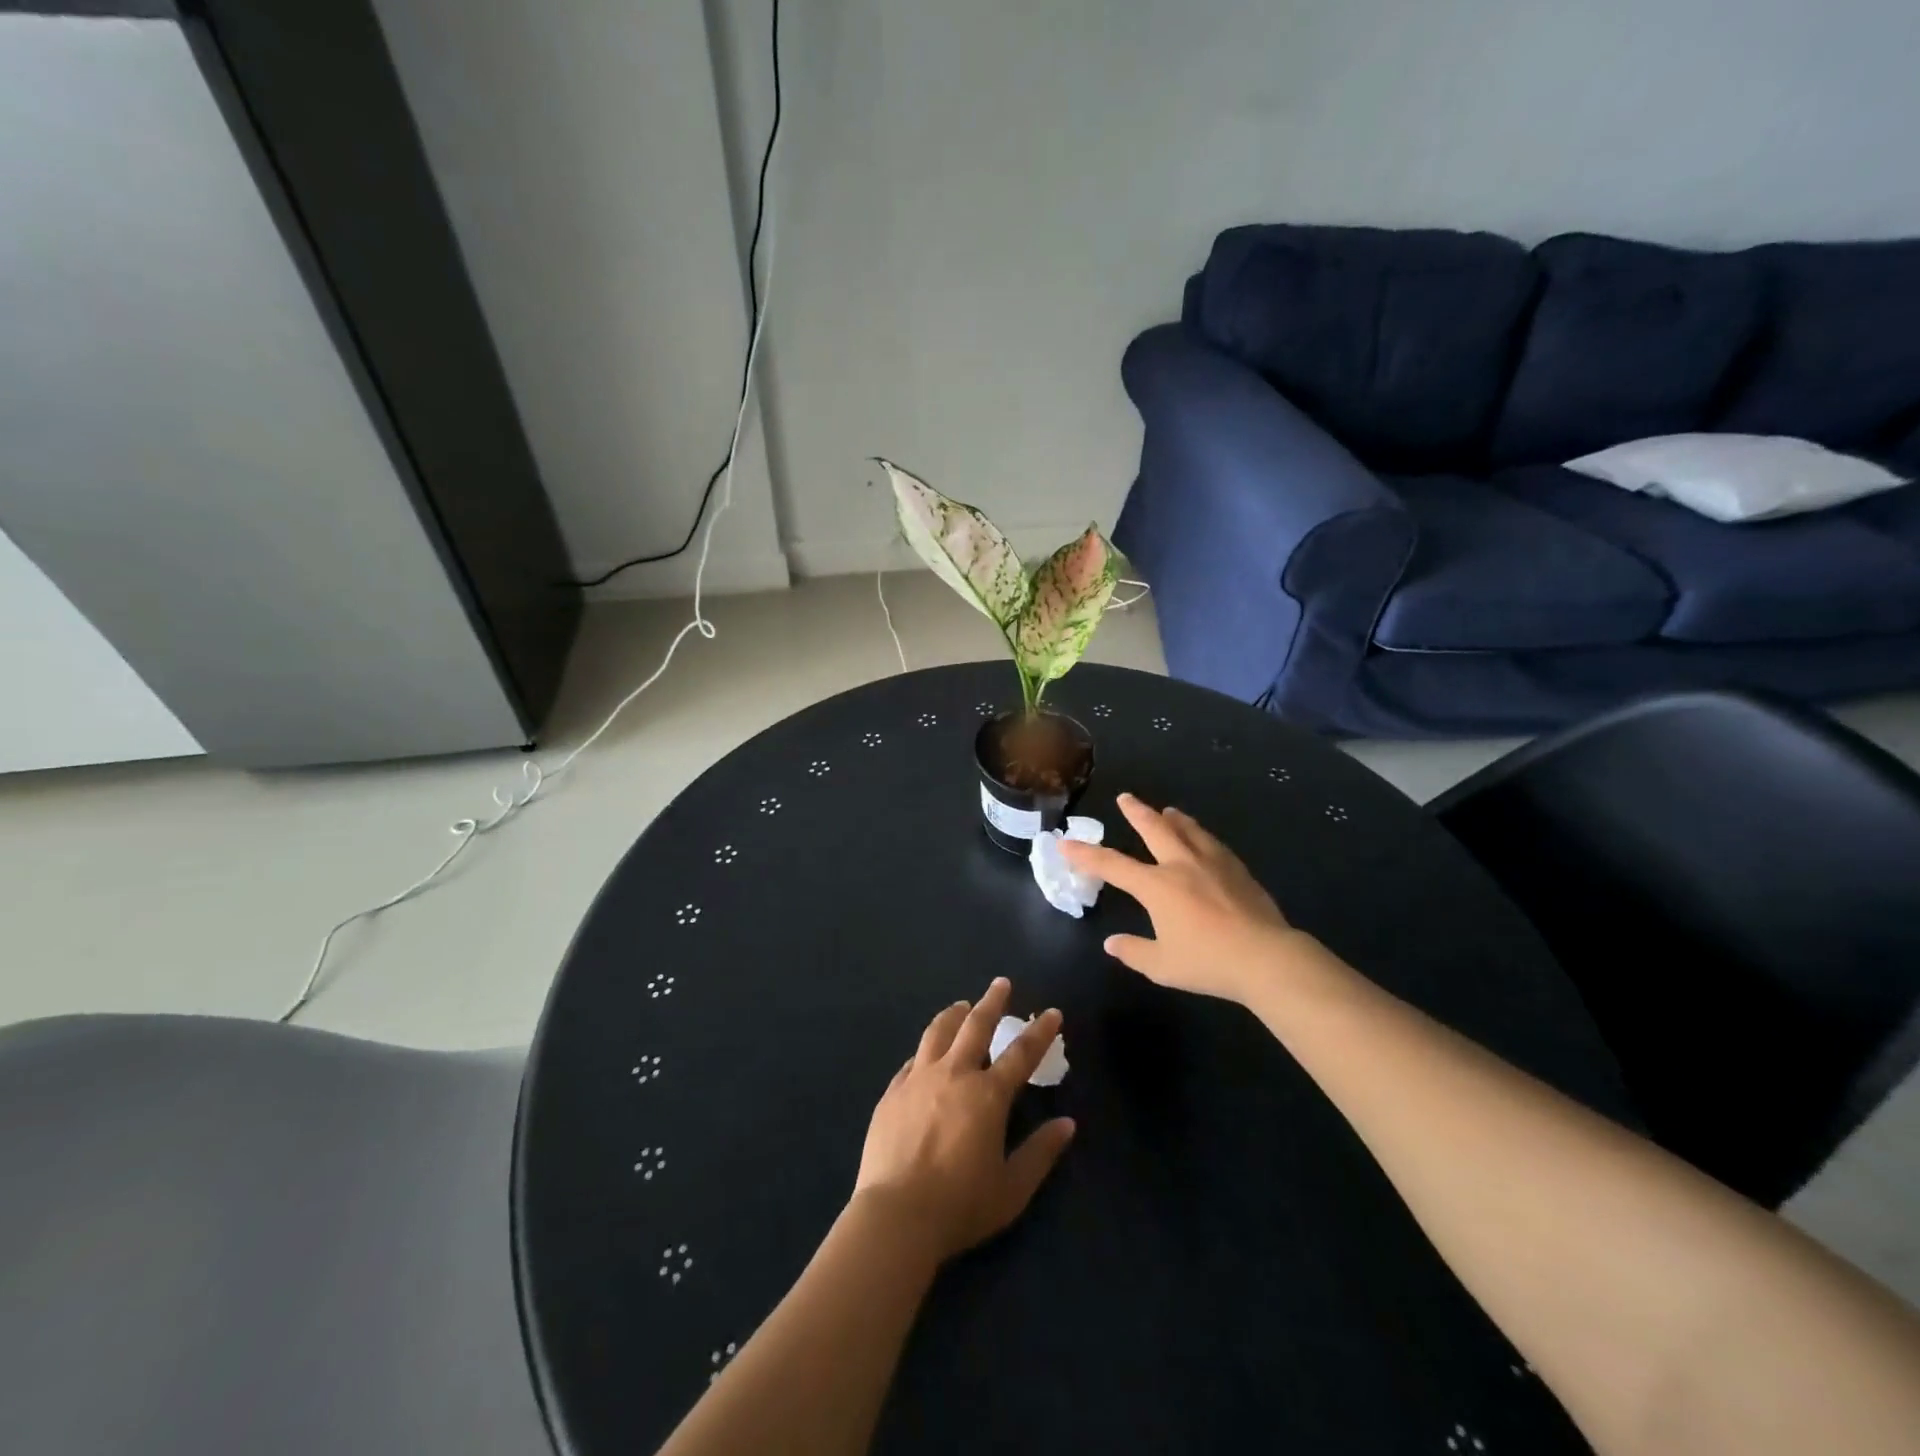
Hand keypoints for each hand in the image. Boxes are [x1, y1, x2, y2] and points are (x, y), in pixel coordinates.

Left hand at [853, 978, 1075, 1263]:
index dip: (1040, 1031)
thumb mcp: (1012, 1188)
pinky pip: (912, 1060)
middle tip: (1001, 984)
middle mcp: (954, 1075)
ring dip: (954, 1014)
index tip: (1052, 1012)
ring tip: (961, 1006)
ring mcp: (918, 1079)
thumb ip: (1040, 1152)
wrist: (895, 1216)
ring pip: (938, 1032)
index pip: (1021, 1054)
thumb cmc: (960, 1205)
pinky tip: (927, 1053)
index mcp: (987, 1095)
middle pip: (975, 1025)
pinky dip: (926, 1050)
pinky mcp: (892, 1092)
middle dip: (992, 1001)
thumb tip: (1067, 1124)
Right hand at [1061, 793, 1307, 1004]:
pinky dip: (1201, 836)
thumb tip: (1112, 944)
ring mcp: (1213, 864)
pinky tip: (1205, 840)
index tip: (1065, 842)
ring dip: (1173, 819)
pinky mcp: (1238, 871)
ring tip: (1168, 811)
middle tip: (1125, 797)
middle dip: (1136, 812)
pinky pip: (1213, 844)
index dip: (1085, 854)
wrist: (1267, 958)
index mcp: (1157, 886)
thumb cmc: (1208, 962)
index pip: (1112, 865)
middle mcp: (1181, 865)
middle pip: (1154, 829)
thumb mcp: (1162, 965)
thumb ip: (1134, 951)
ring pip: (1188, 830)